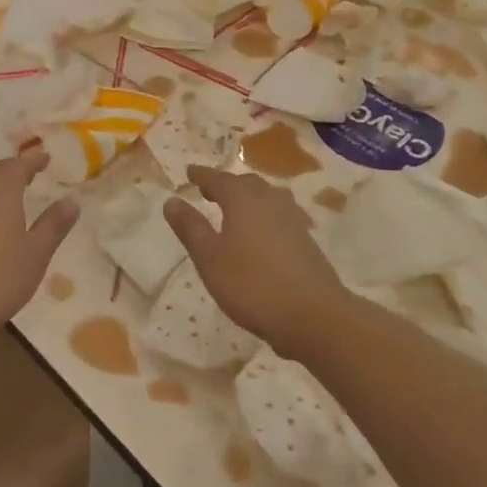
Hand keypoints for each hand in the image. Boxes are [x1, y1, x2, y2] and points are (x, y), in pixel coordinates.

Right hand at [164, 166, 344, 347]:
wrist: (314, 314)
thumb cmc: (252, 284)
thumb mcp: (210, 258)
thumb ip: (190, 228)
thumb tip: (172, 200)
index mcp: (243, 200)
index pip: (218, 179)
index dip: (202, 175)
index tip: (189, 172)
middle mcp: (270, 201)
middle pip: (246, 184)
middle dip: (226, 185)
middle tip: (209, 191)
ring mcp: (293, 220)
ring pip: (267, 198)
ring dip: (249, 199)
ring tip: (235, 209)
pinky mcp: (307, 240)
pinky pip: (281, 216)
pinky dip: (265, 216)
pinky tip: (263, 233)